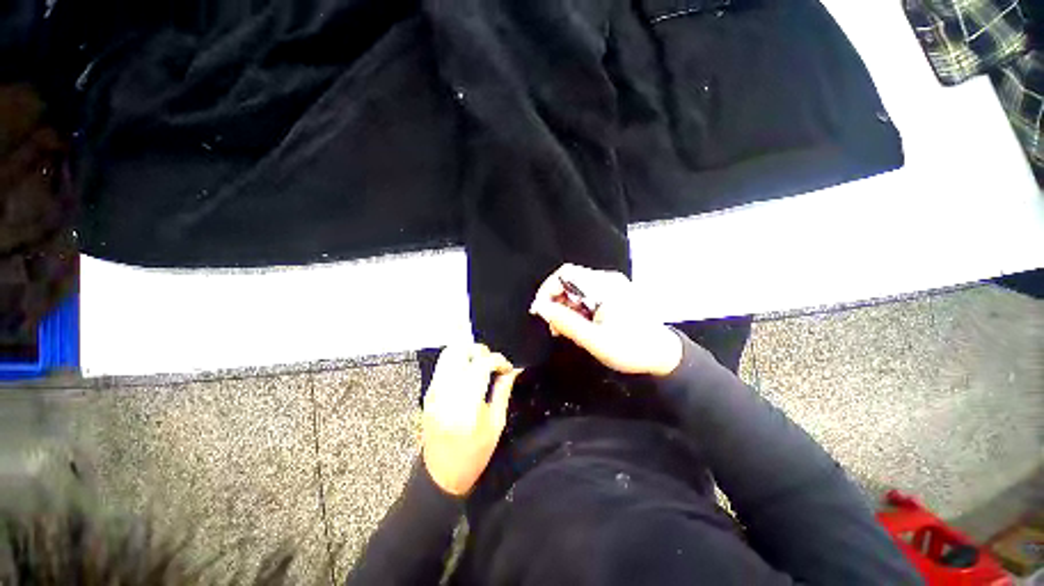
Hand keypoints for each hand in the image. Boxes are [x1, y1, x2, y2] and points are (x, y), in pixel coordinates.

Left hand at [422, 344, 520, 495]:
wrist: (440, 475)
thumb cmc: (474, 455)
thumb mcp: (496, 424)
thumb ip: (503, 391)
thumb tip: (512, 370)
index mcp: (466, 402)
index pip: (482, 363)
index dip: (499, 360)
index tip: (507, 368)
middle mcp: (445, 391)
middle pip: (460, 349)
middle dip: (480, 350)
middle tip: (492, 363)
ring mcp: (433, 390)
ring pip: (449, 353)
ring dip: (468, 354)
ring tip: (481, 367)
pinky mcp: (428, 392)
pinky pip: (443, 365)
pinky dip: (458, 362)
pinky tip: (469, 375)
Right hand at [529, 263, 682, 376]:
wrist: (663, 355)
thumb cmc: (631, 348)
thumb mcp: (595, 340)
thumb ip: (566, 323)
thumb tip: (542, 309)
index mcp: (604, 286)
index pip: (565, 274)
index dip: (548, 290)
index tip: (541, 311)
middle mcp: (607, 280)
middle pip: (570, 281)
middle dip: (556, 301)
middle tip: (554, 326)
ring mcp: (612, 286)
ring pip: (576, 289)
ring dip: (565, 307)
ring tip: (564, 330)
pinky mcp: (613, 295)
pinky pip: (586, 296)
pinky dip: (576, 309)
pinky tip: (577, 326)